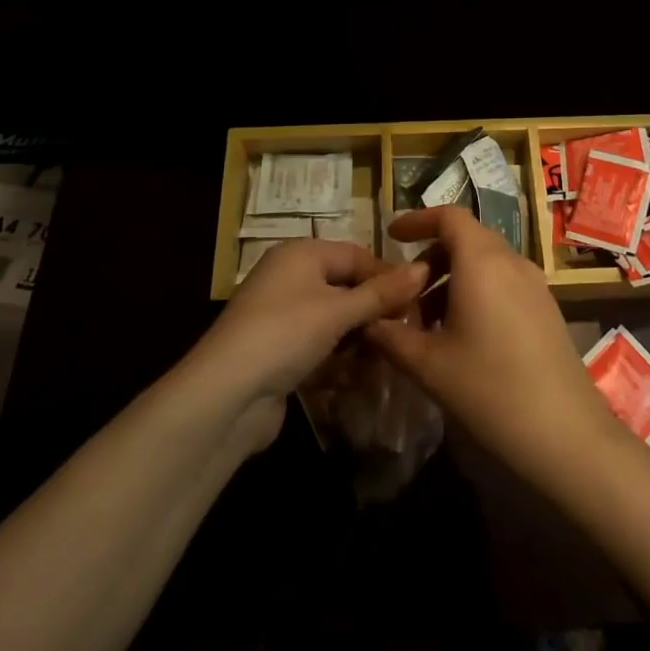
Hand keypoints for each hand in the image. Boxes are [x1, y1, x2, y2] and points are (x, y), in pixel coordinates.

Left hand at [194, 239, 425, 450]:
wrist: (225, 397)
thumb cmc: (286, 335)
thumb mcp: (339, 311)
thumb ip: (382, 293)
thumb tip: (424, 269)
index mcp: (301, 254)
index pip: (357, 255)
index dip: (388, 276)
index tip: (418, 302)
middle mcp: (290, 277)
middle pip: (346, 287)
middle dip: (375, 311)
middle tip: (407, 332)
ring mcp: (282, 316)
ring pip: (334, 320)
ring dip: (359, 338)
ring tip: (387, 358)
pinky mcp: (278, 351)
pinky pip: (319, 345)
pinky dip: (339, 358)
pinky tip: (358, 376)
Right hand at [366, 207, 629, 487]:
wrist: (565, 432)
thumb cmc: (489, 388)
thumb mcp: (429, 365)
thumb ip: (391, 337)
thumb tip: (368, 321)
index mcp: (482, 261)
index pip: (449, 216)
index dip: (418, 220)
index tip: (392, 237)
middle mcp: (511, 261)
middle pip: (468, 238)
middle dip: (432, 255)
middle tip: (405, 289)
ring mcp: (535, 283)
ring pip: (487, 262)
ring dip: (454, 277)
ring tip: (429, 320)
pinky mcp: (546, 307)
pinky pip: (505, 281)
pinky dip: (478, 291)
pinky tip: (463, 334)